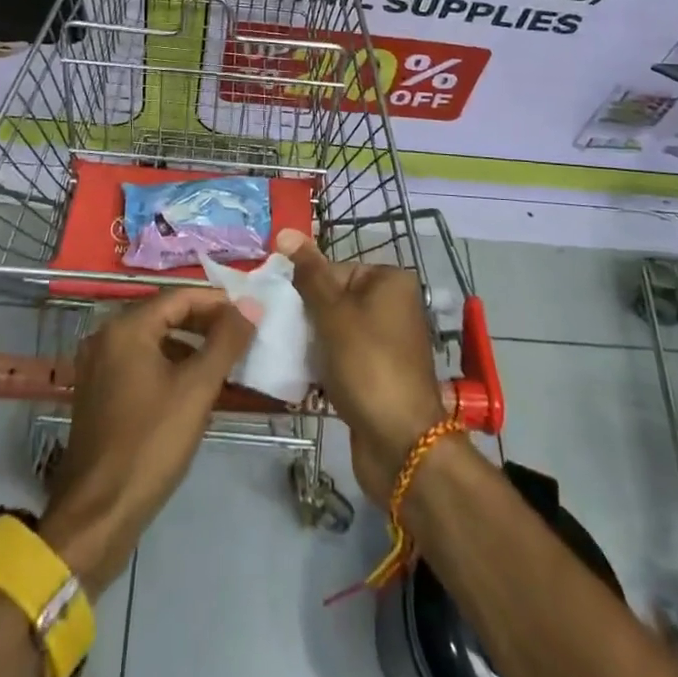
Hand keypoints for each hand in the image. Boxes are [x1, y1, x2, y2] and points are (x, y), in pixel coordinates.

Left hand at [38, 289, 255, 592]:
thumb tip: (251, 304)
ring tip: (225, 362)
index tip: (250, 314)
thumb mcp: (197, 389)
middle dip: (205, 323)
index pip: (180, 296)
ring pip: (154, 340)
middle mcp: (107, 336)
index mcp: (126, 328)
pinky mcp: (99, 392)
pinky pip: (141, 363)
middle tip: (241, 336)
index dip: (218, 302)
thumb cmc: (150, 444)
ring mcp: (98, 365)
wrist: (98, 515)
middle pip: (165, 315)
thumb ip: (226, 341)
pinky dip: (169, 366)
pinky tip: (194, 387)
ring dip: (189, 346)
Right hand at [277, 230, 446, 507]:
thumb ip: (308, 274)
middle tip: (276, 330)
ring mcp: (386, 342)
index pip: (333, 269)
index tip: (279, 308)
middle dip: (305, 316)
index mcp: (389, 281)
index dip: (304, 288)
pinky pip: (341, 358)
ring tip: (282, 353)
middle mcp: (392, 305)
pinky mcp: (377, 374)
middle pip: (333, 298)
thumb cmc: (367, 365)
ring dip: (310, 342)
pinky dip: (322, 364)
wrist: (401, 445)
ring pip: (334, 330)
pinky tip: (298, 375)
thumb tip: (286, 231)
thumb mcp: (332, 313)